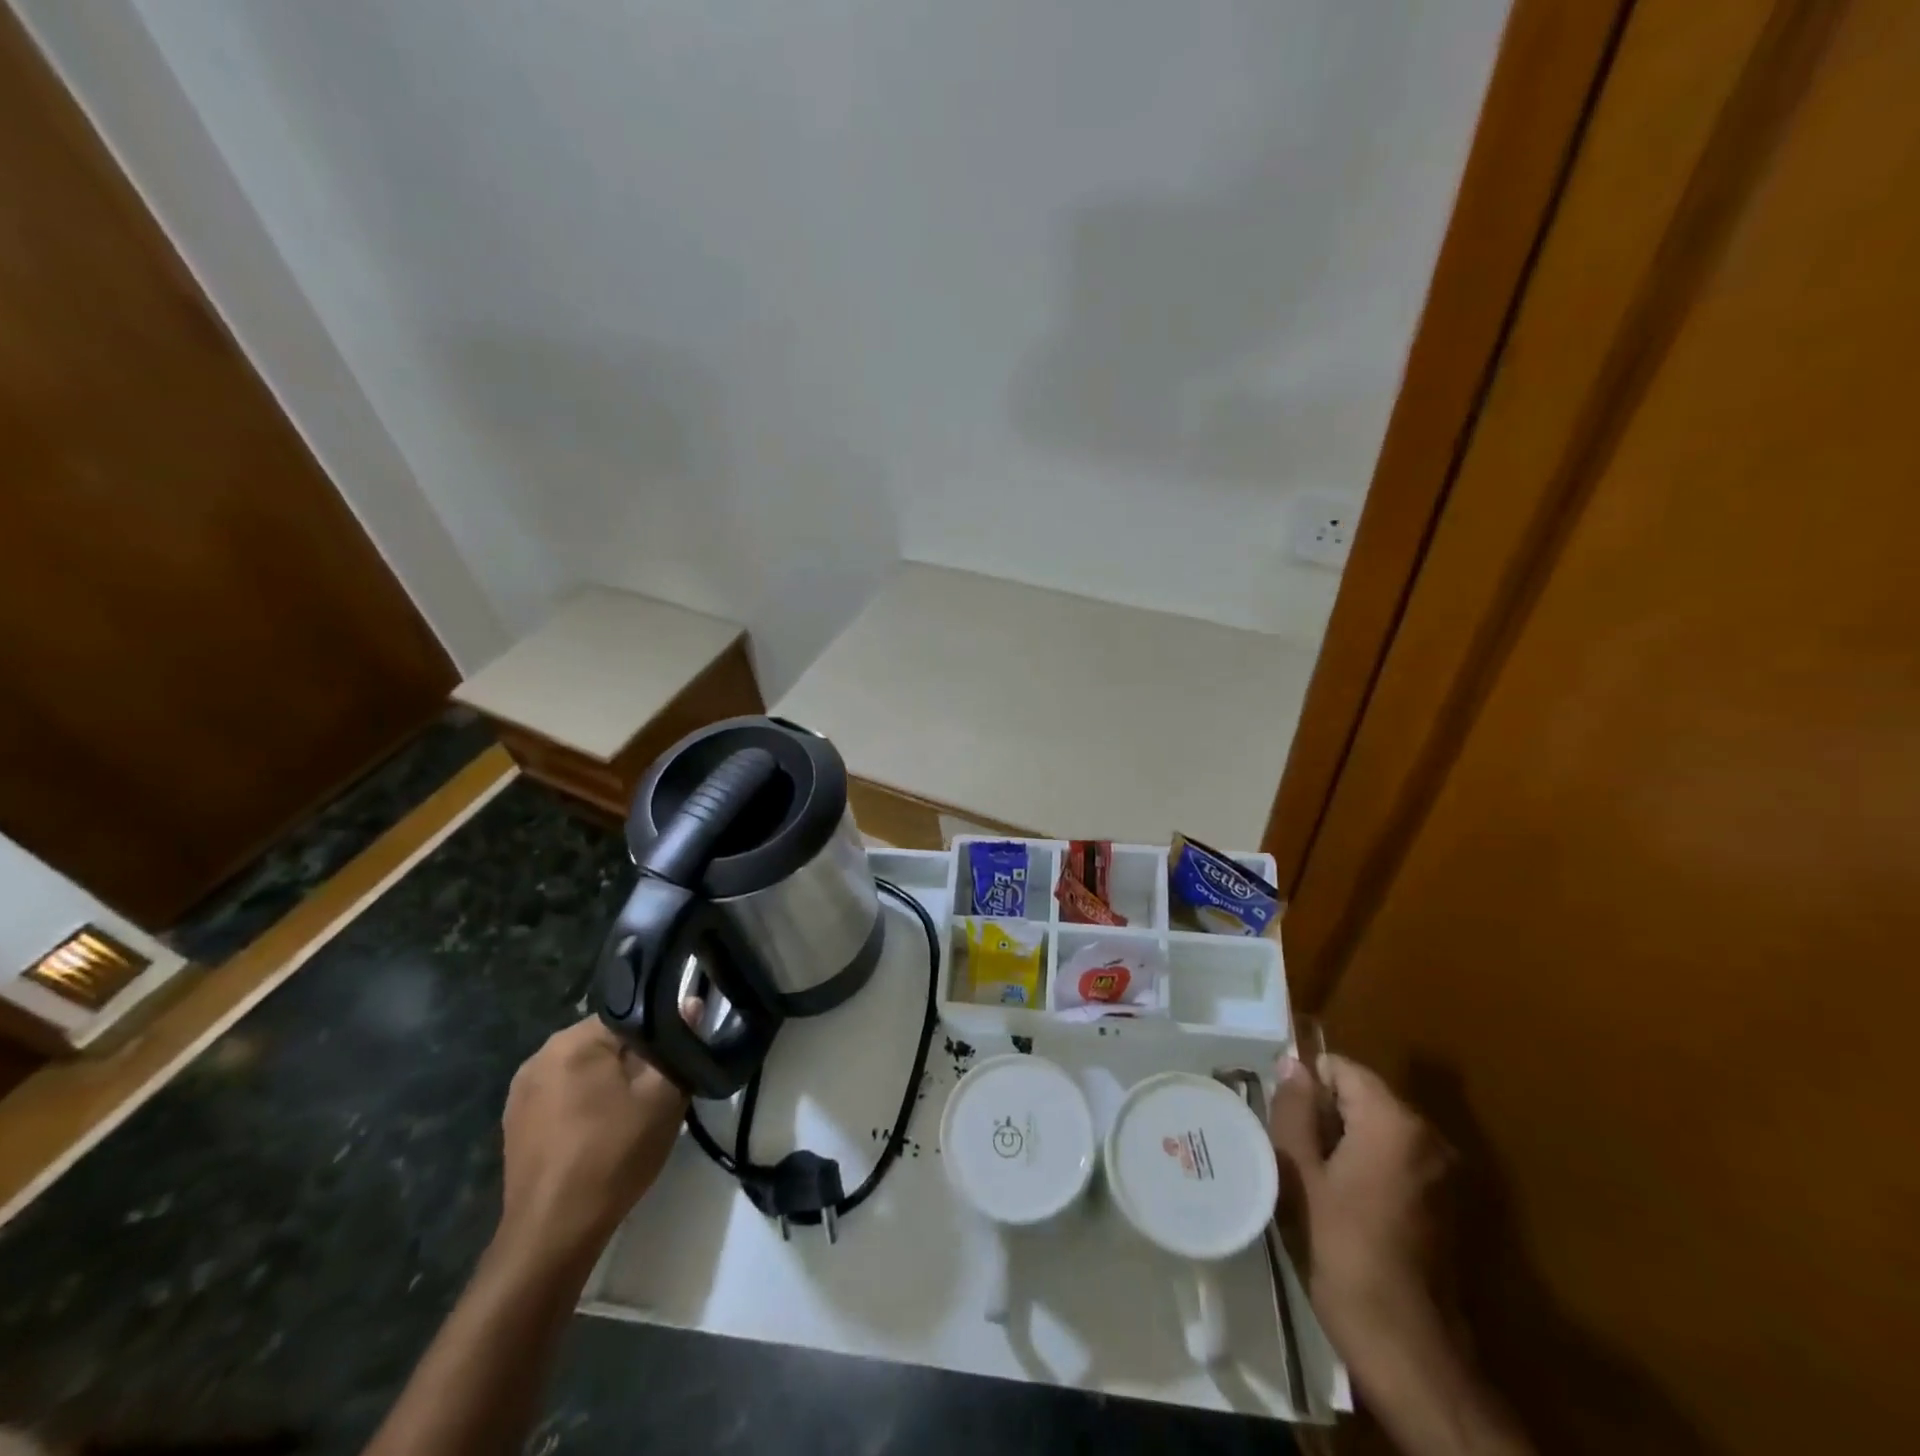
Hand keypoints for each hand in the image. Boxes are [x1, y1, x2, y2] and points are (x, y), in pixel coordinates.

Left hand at [497, 1017, 688, 1270]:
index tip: (676, 1060)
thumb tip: (691, 1003)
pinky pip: (563, 1096)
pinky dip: (586, 1105)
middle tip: (659, 1090)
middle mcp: (539, 1056)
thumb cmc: (613, 1155)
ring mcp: (521, 1093)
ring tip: (633, 1113)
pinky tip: (602, 1132)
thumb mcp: (663, 1096)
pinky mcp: (515, 1124)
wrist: (553, 1234)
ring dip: (609, 1083)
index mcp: (571, 1041)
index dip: (659, 1034)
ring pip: (583, 1070)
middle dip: (633, 1059)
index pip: (628, 1015)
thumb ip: (677, 1046)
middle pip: (604, 1042)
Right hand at [1268, 1052, 1454, 1359]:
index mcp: (1394, 1121)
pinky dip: (1369, 1170)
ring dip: (1345, 1145)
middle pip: (1362, 1098)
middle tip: (1296, 1157)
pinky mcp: (1449, 1205)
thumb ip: (1295, 1110)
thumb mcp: (1300, 1174)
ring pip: (1378, 1131)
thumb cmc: (1344, 1252)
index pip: (1342, 1069)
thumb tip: (1293, 1065)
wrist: (1409, 1351)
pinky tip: (1347, 1208)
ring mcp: (1445, 1173)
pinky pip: (1397, 1162)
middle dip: (1326, 1117)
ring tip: (1316, 1184)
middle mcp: (1429, 1136)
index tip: (1286, 1123)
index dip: (1307, 1087)